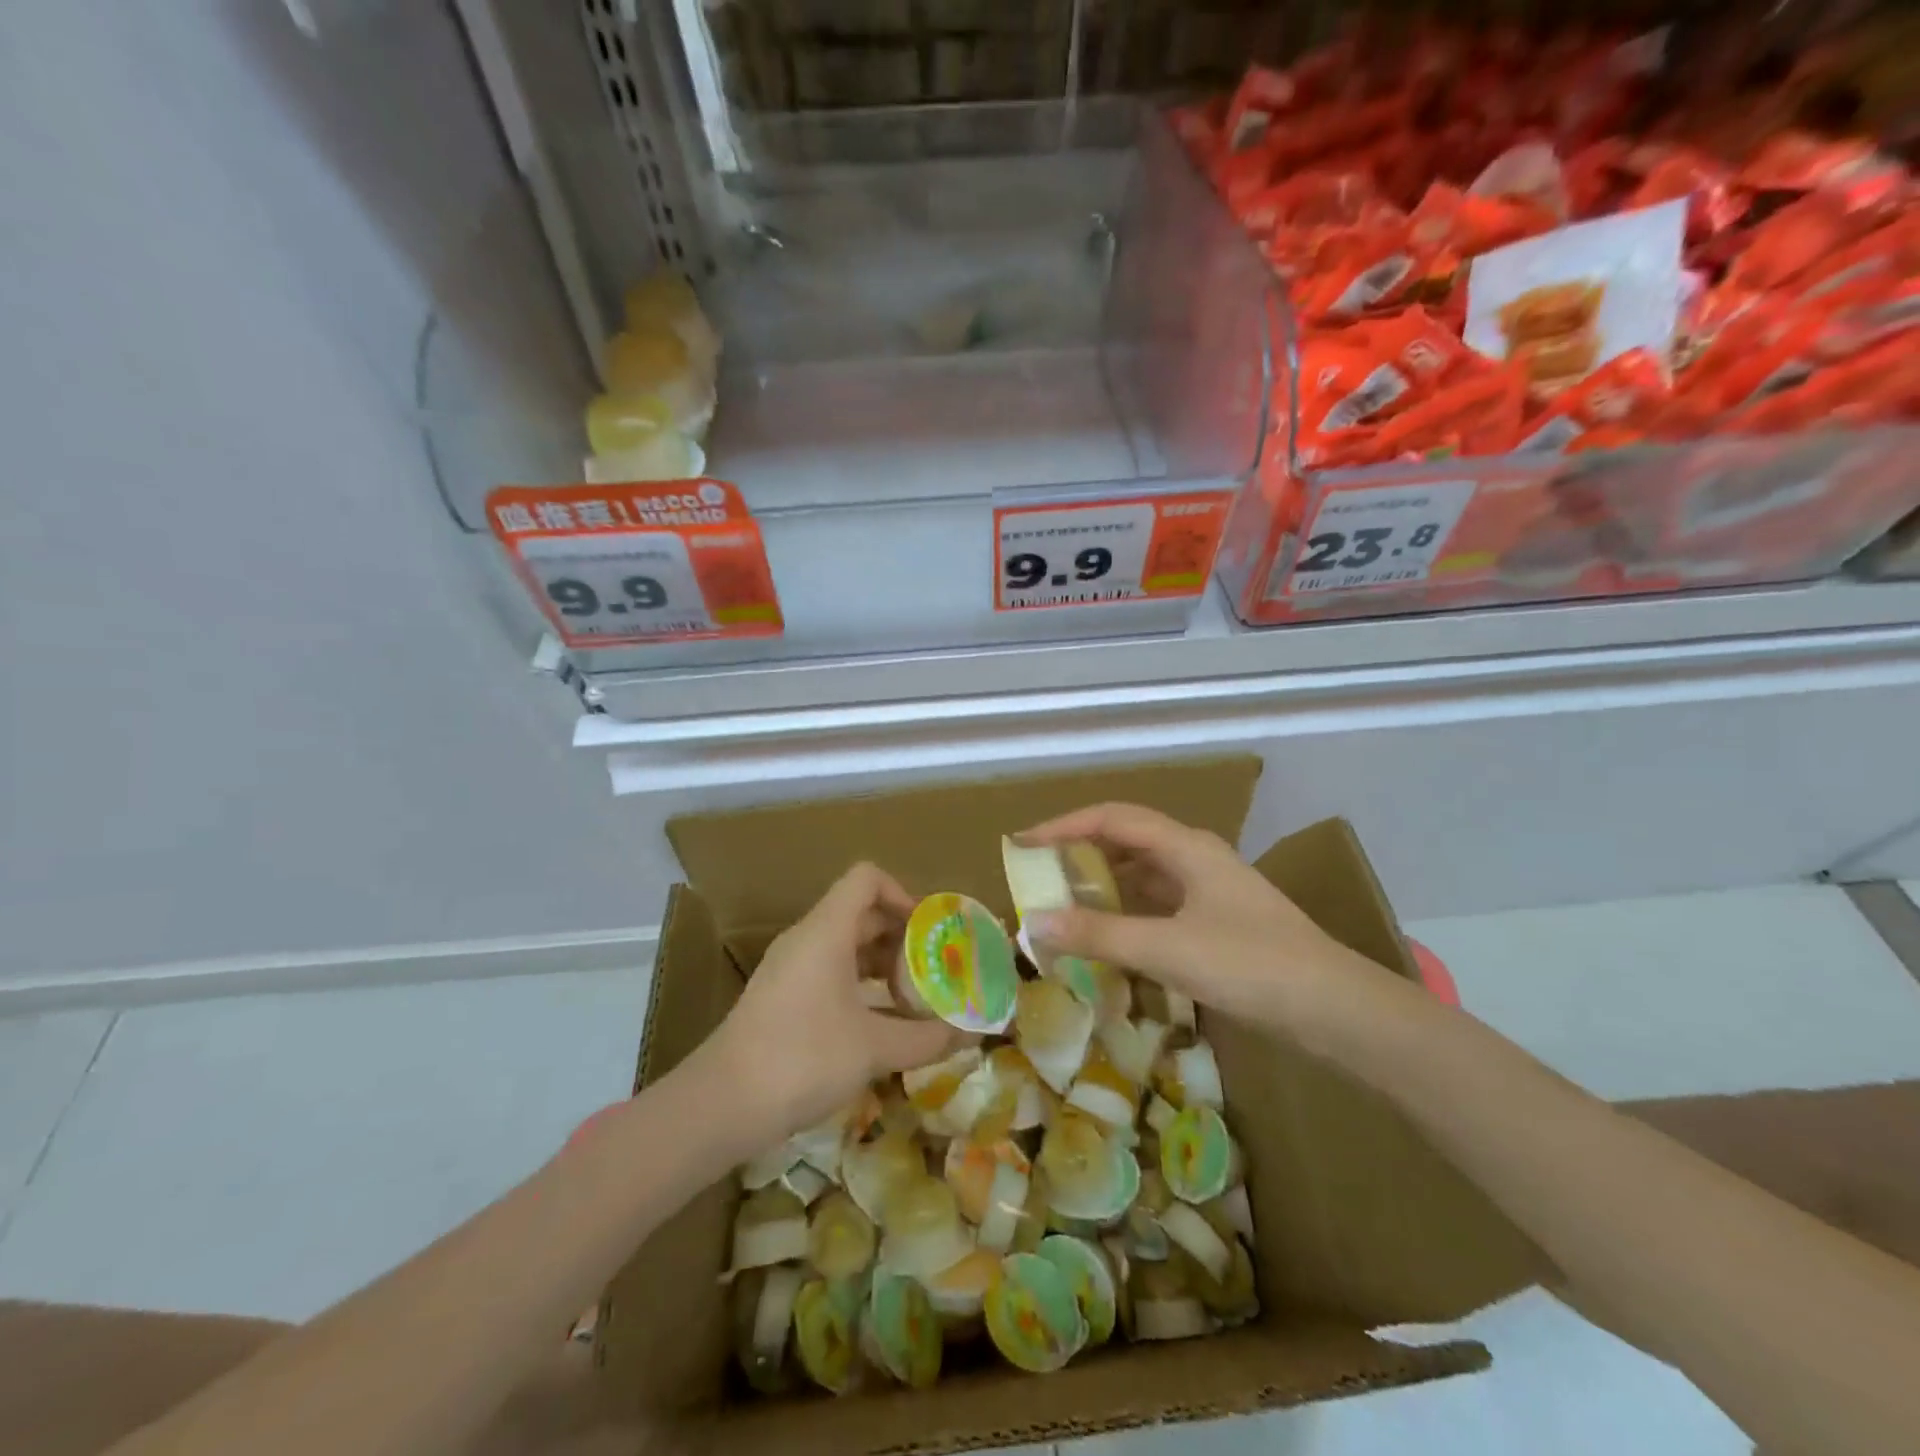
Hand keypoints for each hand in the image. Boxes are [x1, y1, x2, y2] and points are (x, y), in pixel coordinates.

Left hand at [704, 863, 955, 1144]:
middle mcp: (806, 939)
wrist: (720, 1104)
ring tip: (913, 997)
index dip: (903, 894)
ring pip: (844, 944)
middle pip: (860, 912)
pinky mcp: (781, 996)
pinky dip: (858, 984)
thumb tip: (972, 1034)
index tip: (929, 932)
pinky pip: (828, 970)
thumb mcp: (874, 1049)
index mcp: (826, 931)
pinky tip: (879, 1022)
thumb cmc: (803, 1058)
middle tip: (933, 968)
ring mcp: (789, 968)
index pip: (867, 879)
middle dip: (901, 935)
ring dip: (881, 962)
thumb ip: (927, 1038)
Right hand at [1016, 802, 1396, 1036]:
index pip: (1111, 818)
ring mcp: (1209, 889)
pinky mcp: (1217, 921)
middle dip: (1079, 853)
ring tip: (1064, 904)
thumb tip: (1034, 923)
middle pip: (1126, 840)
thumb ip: (1098, 934)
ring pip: (1143, 873)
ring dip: (1103, 883)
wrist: (1335, 1009)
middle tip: (1038, 877)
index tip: (1022, 846)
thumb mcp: (1166, 948)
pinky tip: (1110, 935)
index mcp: (1185, 846)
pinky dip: (1126, 911)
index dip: (1064, 826)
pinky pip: (1158, 903)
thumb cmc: (1250, 964)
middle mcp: (1195, 857)